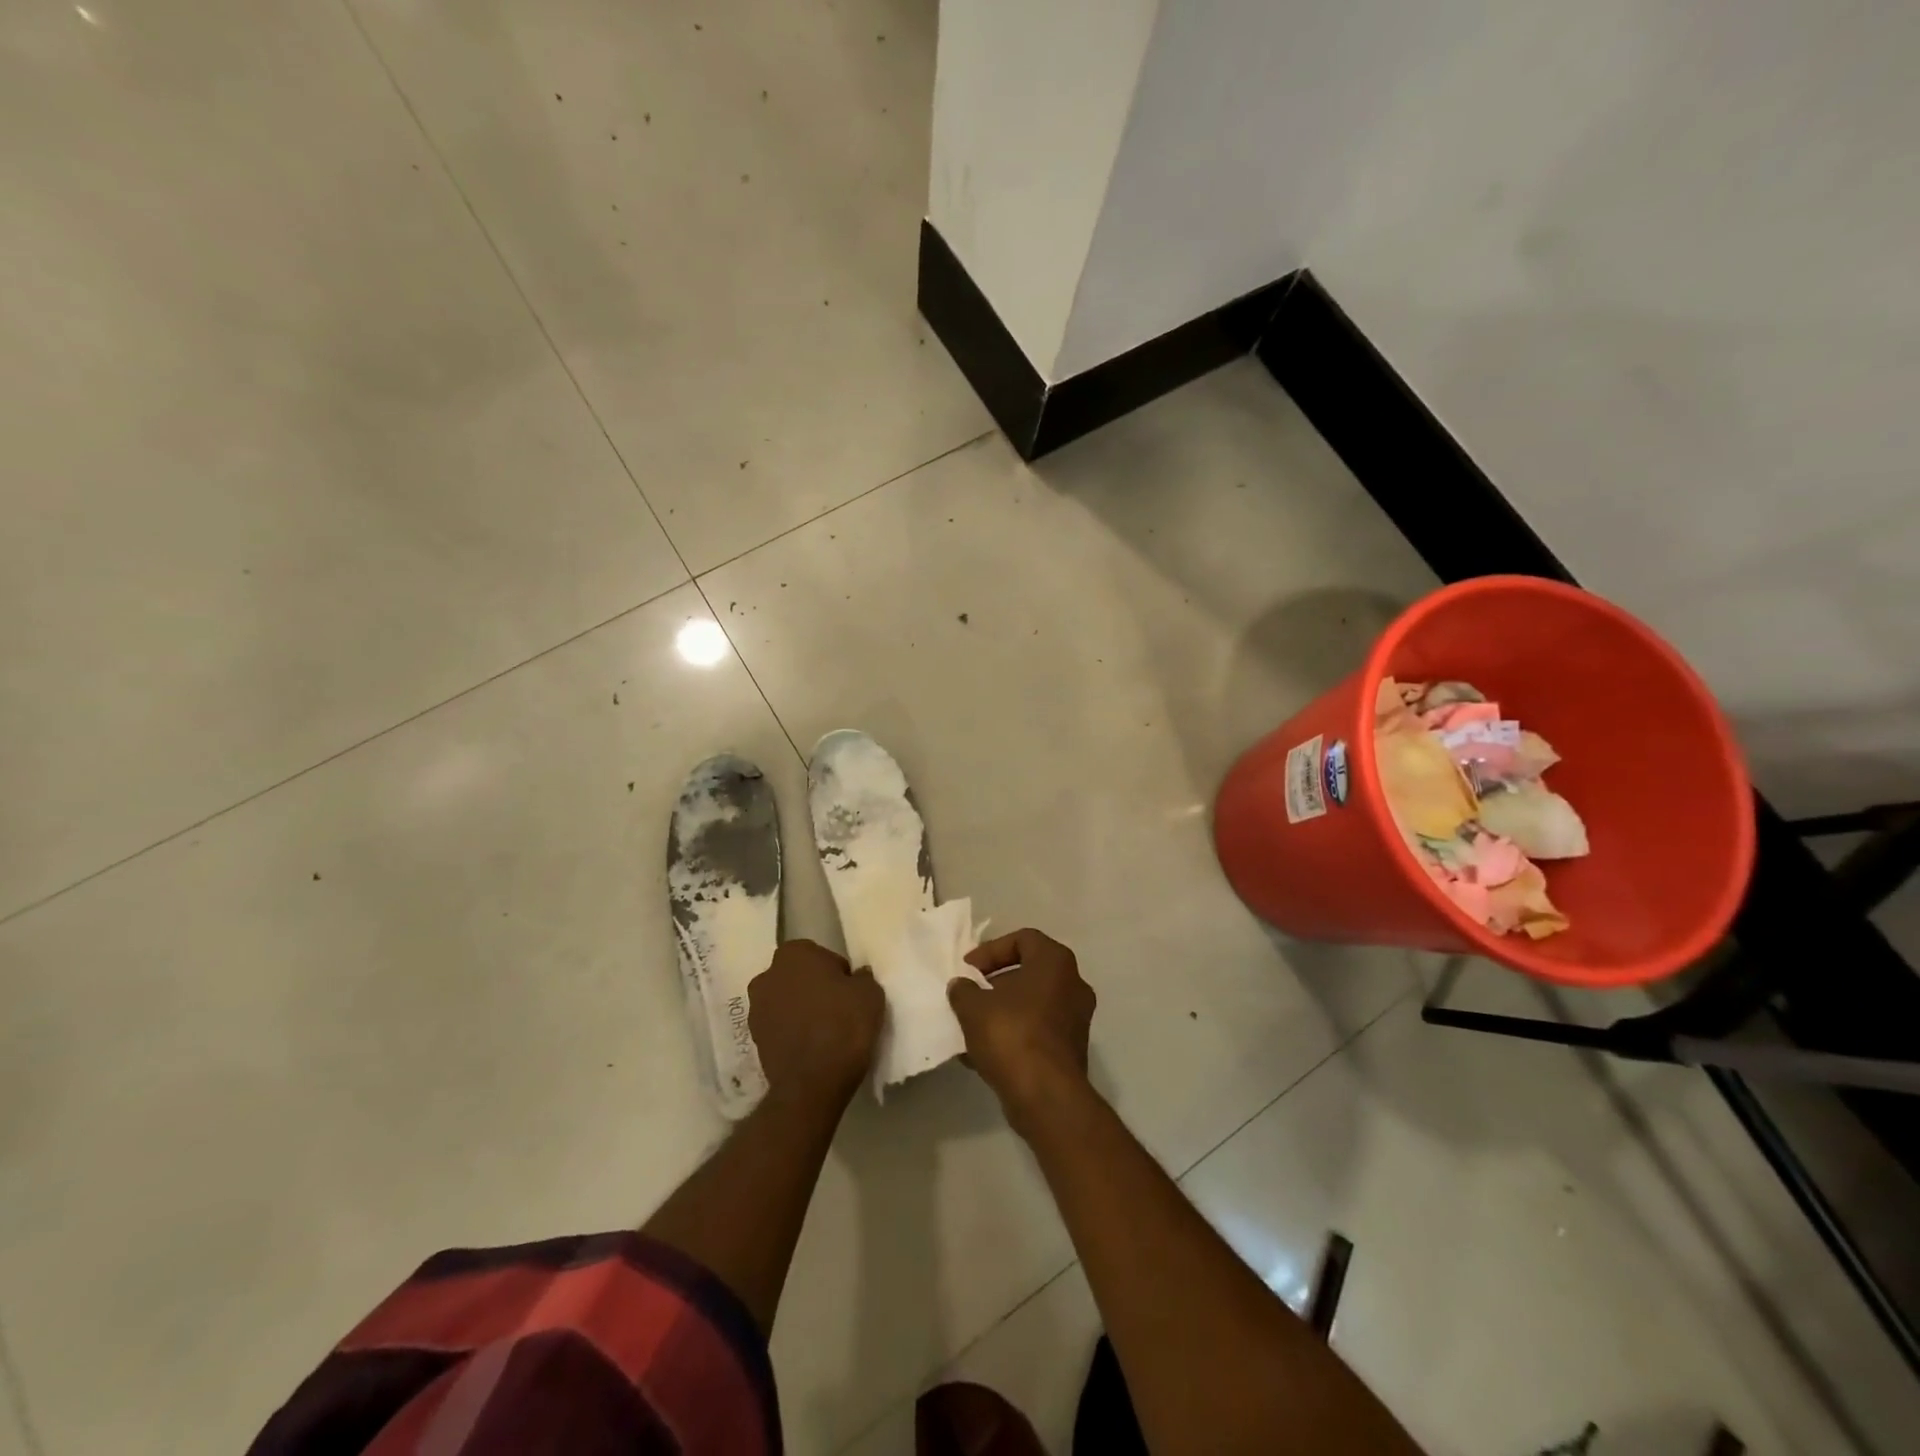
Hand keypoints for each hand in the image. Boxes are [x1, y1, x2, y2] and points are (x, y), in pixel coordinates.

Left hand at [748, 940, 884, 1106]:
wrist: (812, 1082)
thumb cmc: (843, 1025)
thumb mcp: (870, 993)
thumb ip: (862, 977)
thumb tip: (855, 978)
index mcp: (794, 953)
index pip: (822, 956)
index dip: (838, 974)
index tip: (850, 993)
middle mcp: (768, 974)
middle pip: (799, 977)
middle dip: (814, 988)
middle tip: (838, 1009)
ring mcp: (755, 1008)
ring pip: (786, 1001)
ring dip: (800, 1010)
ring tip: (824, 1031)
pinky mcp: (753, 1039)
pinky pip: (779, 1027)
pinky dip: (792, 1032)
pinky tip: (811, 1047)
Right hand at [948, 929, 1095, 1134]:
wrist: (1046, 1097)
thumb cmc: (1012, 1035)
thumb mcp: (974, 1007)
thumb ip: (963, 990)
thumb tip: (961, 986)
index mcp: (1055, 962)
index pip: (1023, 938)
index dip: (991, 950)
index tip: (969, 970)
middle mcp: (1073, 984)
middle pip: (1028, 971)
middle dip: (995, 983)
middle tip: (970, 995)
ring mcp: (1076, 1019)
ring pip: (1032, 1004)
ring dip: (1001, 1011)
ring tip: (971, 1027)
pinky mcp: (1071, 1050)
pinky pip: (1037, 1031)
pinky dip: (1013, 1035)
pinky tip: (982, 1055)